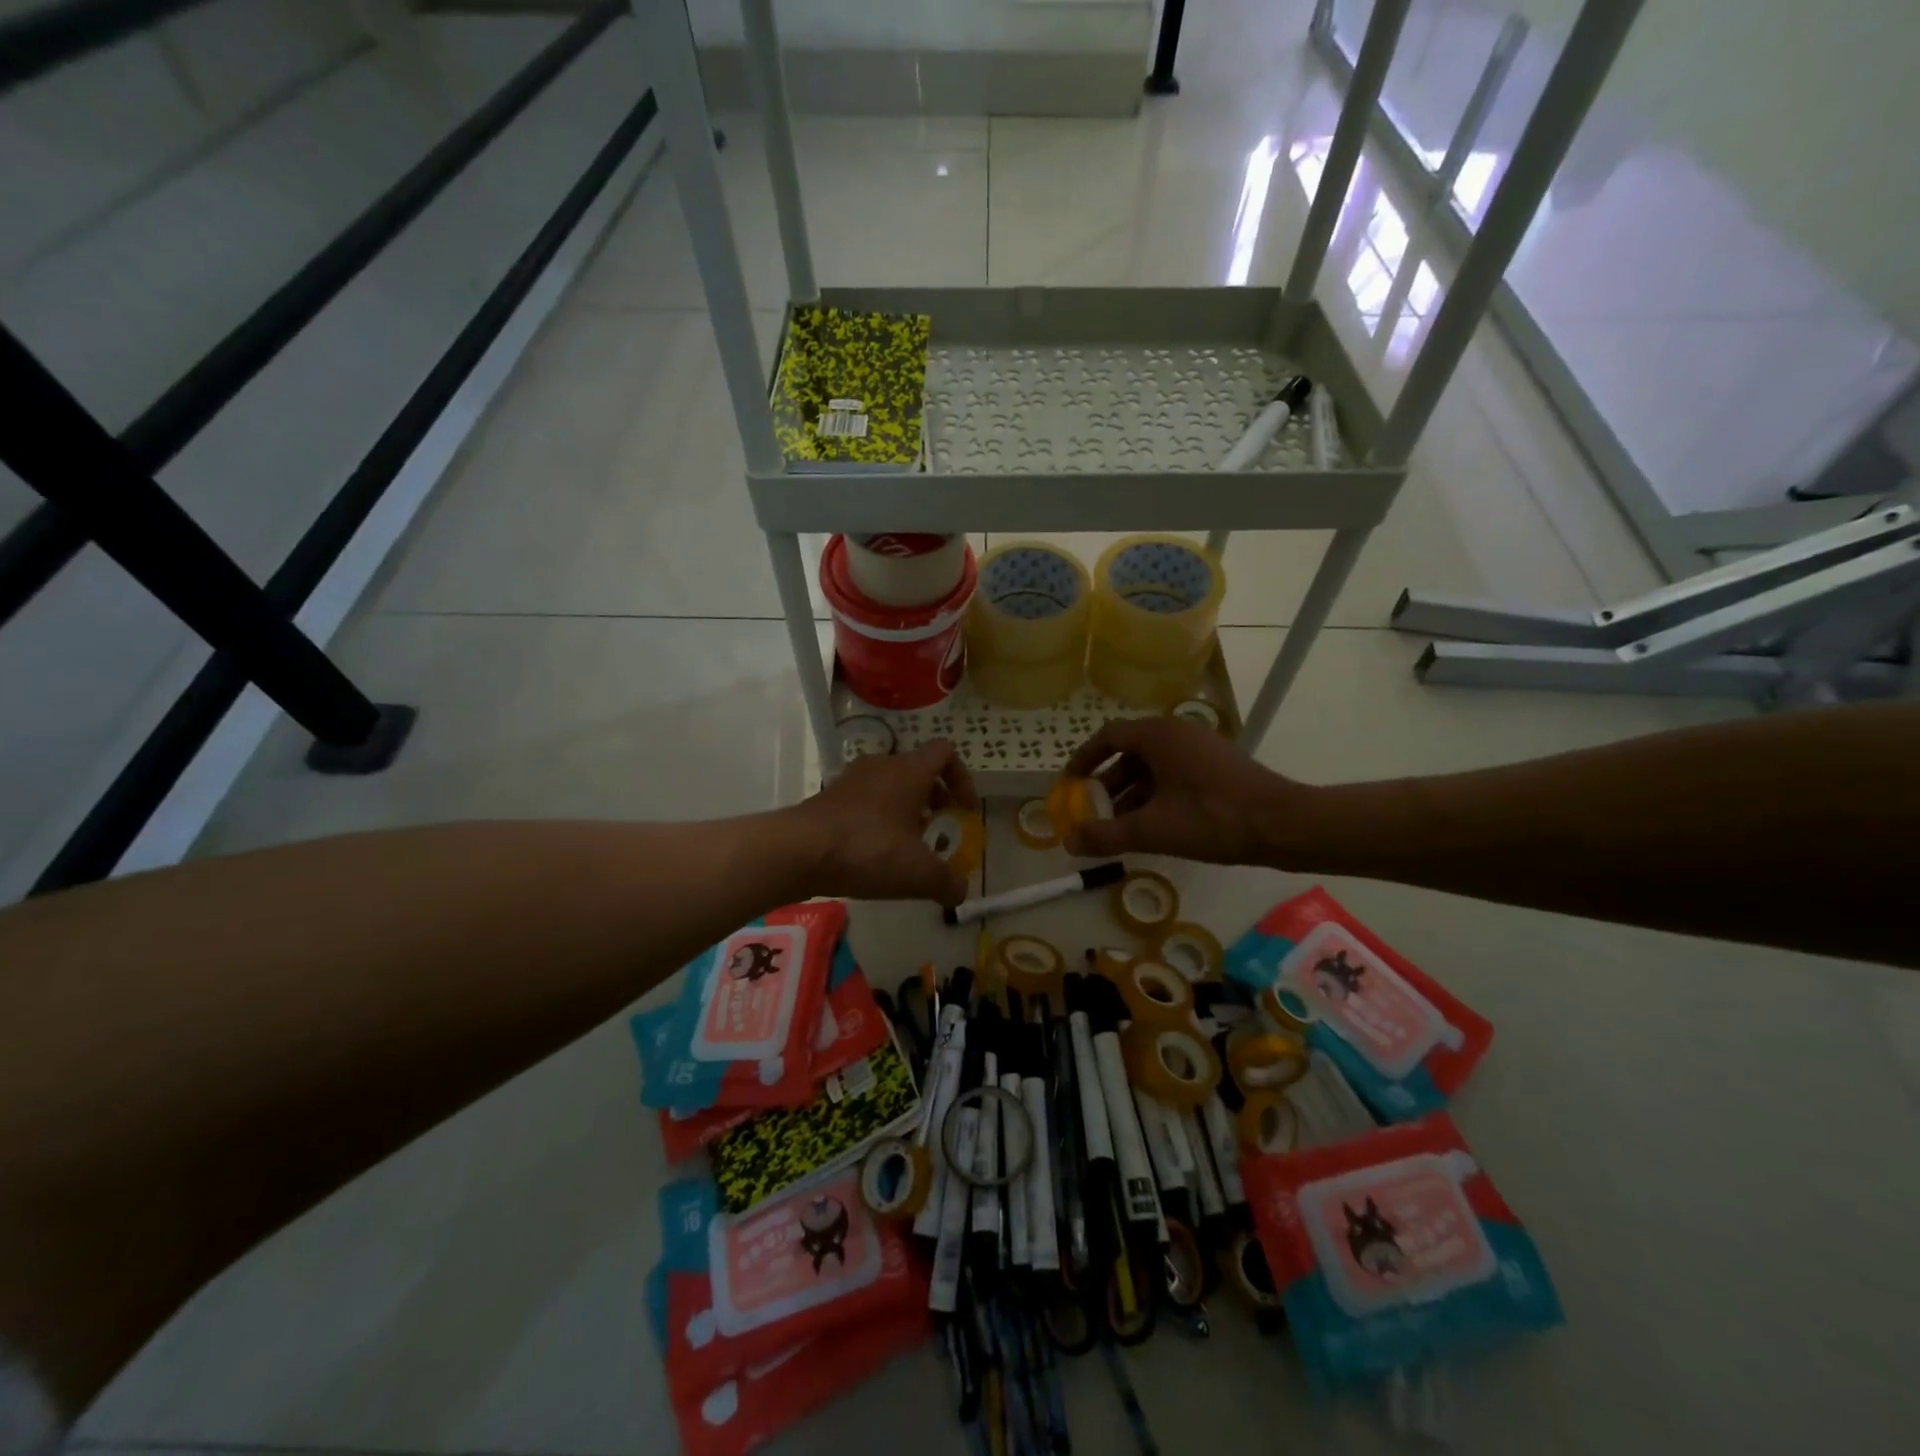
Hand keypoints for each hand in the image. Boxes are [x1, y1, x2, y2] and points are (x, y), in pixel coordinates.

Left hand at [793, 740, 978, 904]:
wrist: (799, 851)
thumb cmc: (869, 850)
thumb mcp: (919, 874)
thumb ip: (948, 882)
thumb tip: (961, 892)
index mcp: (909, 771)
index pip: (945, 753)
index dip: (962, 778)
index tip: (964, 809)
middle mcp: (881, 766)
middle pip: (917, 769)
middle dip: (933, 797)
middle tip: (938, 827)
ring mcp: (851, 780)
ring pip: (889, 785)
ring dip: (904, 808)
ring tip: (906, 844)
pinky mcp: (829, 798)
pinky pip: (864, 801)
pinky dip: (877, 819)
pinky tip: (874, 852)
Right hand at [1061, 716, 1304, 865]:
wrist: (1282, 825)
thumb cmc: (1212, 819)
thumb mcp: (1152, 830)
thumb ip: (1106, 835)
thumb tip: (1069, 841)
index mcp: (1158, 735)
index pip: (1108, 736)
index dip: (1084, 759)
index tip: (1069, 783)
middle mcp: (1178, 733)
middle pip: (1130, 752)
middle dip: (1107, 783)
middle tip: (1094, 810)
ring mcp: (1200, 748)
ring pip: (1153, 766)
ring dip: (1132, 793)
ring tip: (1120, 826)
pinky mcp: (1217, 766)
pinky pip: (1174, 774)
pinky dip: (1156, 795)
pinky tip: (1154, 825)